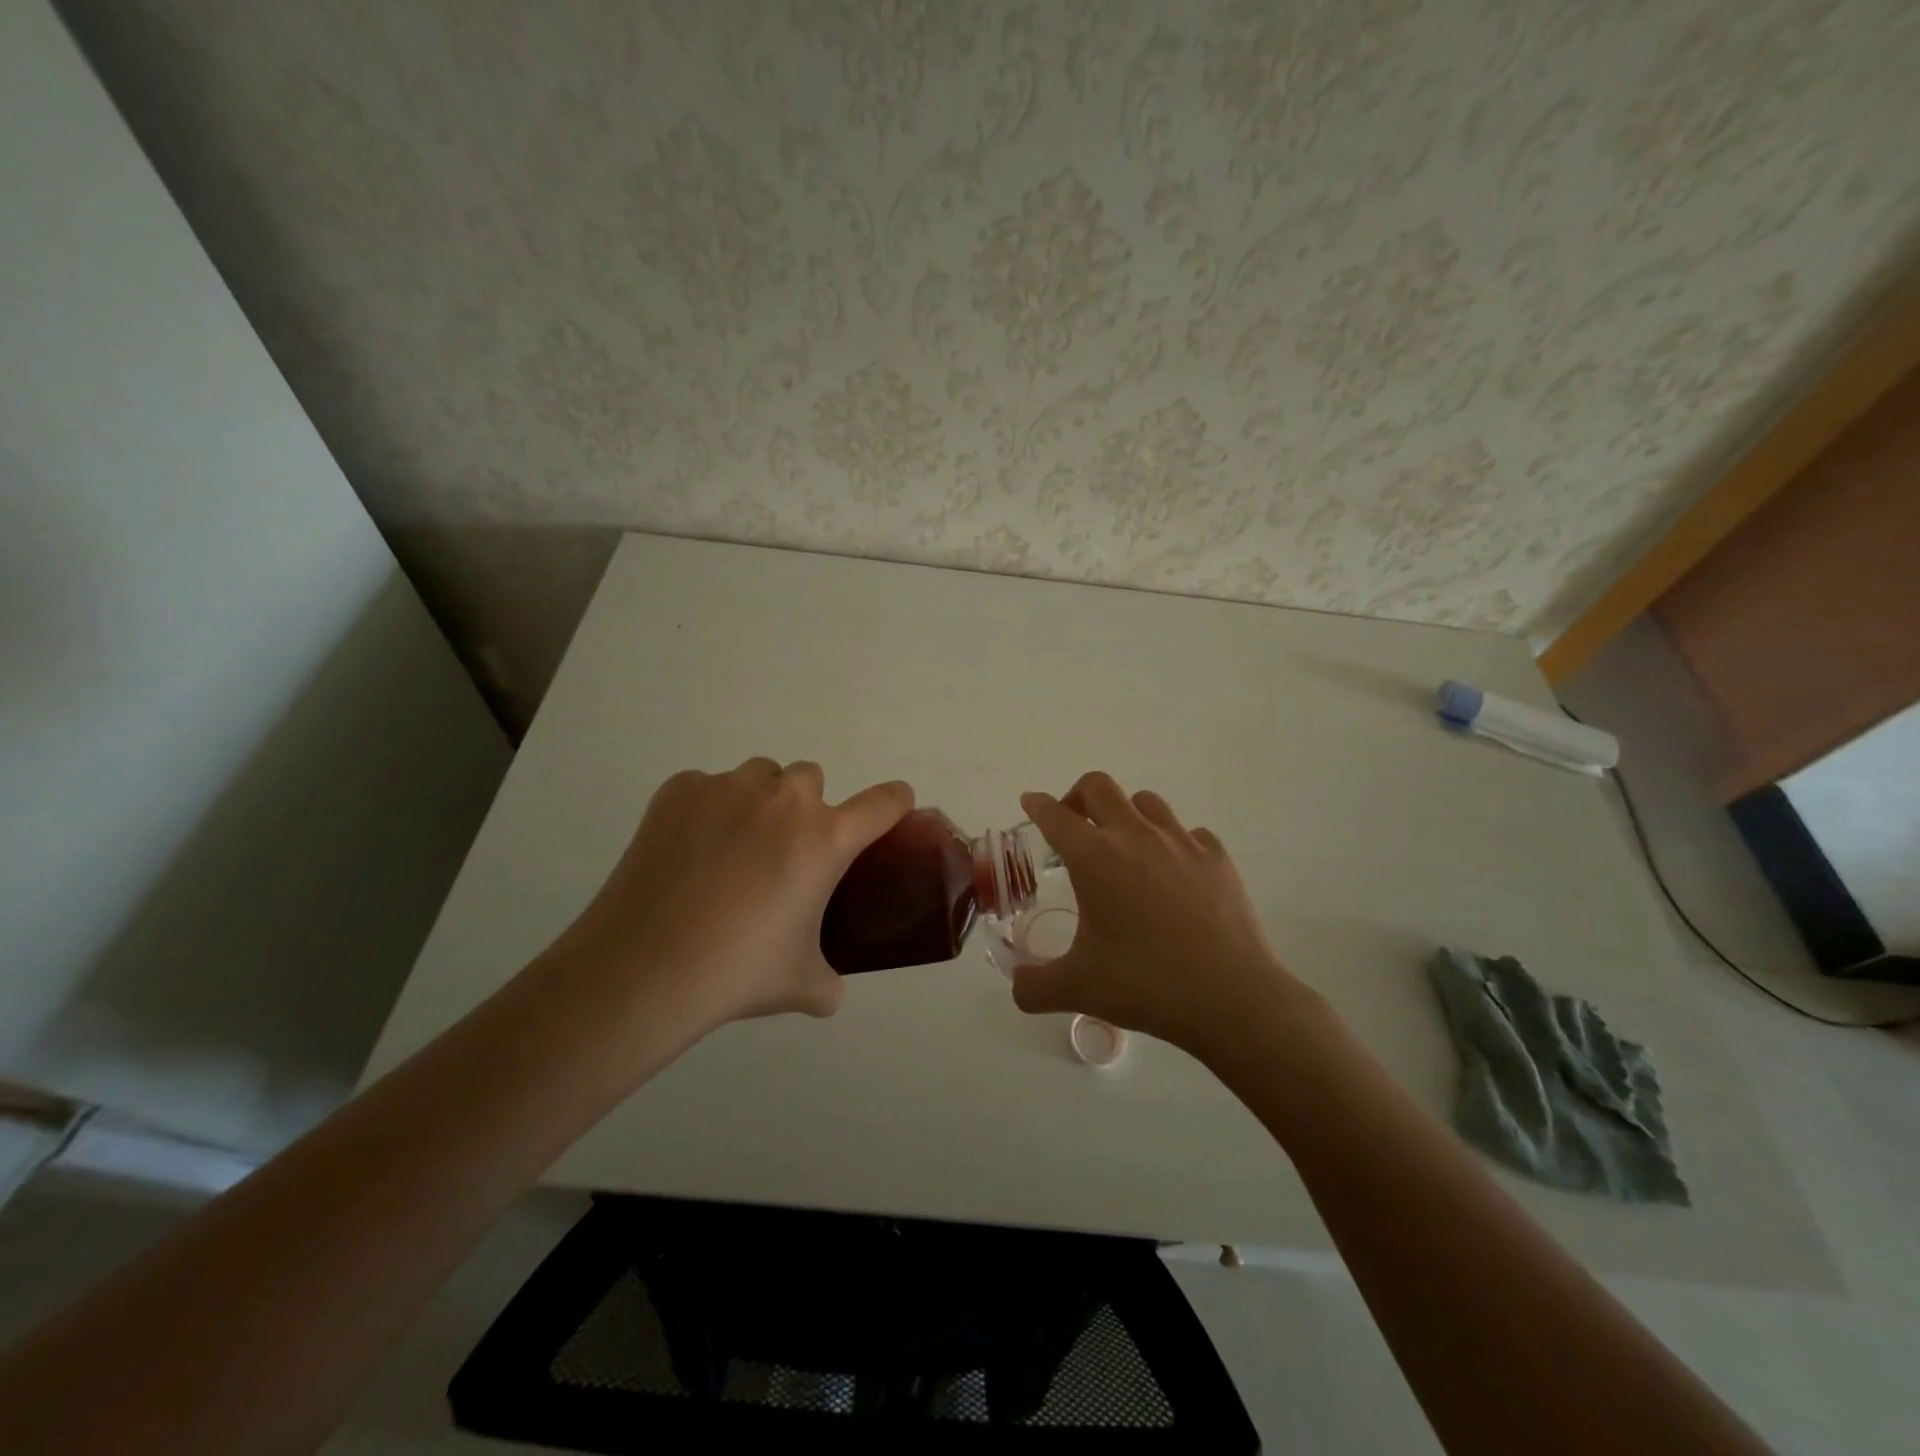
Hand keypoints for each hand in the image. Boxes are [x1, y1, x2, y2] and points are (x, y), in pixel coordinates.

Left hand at [545, 758, 912, 1029]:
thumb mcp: (801, 983)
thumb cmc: (738, 970)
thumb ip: (827, 981)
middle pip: (811, 778)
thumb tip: (828, 990)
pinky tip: (687, 852)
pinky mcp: (680, 790)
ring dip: (758, 801)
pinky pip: (707, 788)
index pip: (883, 803)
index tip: (893, 807)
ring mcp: (729, 788)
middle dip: (805, 807)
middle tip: (784, 852)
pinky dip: (706, 810)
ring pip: (759, 776)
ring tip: (732, 848)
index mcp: (826, 839)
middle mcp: (785, 800)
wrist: (645, 966)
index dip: (895, 801)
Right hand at [1011, 772, 1303, 1059]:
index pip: (1056, 816)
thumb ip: (1033, 986)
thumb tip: (1016, 986)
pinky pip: (1188, 831)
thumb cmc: (1146, 985)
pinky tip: (1173, 870)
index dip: (1038, 805)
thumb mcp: (1077, 989)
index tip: (1031, 802)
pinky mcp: (1217, 858)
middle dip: (1078, 795)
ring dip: (1125, 813)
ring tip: (1123, 845)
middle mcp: (1135, 837)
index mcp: (1095, 858)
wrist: (1231, 998)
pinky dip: (1173, 841)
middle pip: (1099, 786)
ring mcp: (1181, 842)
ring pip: (1146, 801)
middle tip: (1073, 823)